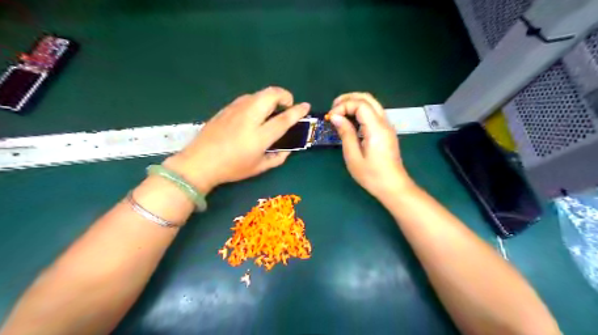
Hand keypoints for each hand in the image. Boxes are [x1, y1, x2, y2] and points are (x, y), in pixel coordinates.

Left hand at [165, 86, 310, 193]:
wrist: (199, 162)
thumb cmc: (231, 168)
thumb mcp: (258, 168)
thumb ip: (277, 158)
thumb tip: (288, 150)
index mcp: (259, 136)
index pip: (284, 119)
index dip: (298, 111)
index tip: (306, 106)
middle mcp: (249, 118)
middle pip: (271, 95)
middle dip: (284, 95)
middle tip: (287, 106)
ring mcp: (236, 110)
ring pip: (258, 93)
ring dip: (270, 97)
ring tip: (271, 110)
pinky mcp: (226, 108)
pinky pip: (247, 98)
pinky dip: (257, 101)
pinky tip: (254, 113)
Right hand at [326, 93, 414, 198]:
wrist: (393, 186)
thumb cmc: (371, 175)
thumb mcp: (353, 156)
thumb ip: (345, 133)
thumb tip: (335, 117)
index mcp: (376, 128)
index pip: (360, 104)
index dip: (343, 106)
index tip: (331, 117)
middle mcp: (384, 122)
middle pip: (367, 98)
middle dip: (348, 99)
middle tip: (333, 108)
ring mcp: (387, 126)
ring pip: (371, 103)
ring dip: (354, 103)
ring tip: (339, 113)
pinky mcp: (386, 131)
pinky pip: (373, 113)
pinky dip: (360, 111)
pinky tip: (350, 120)